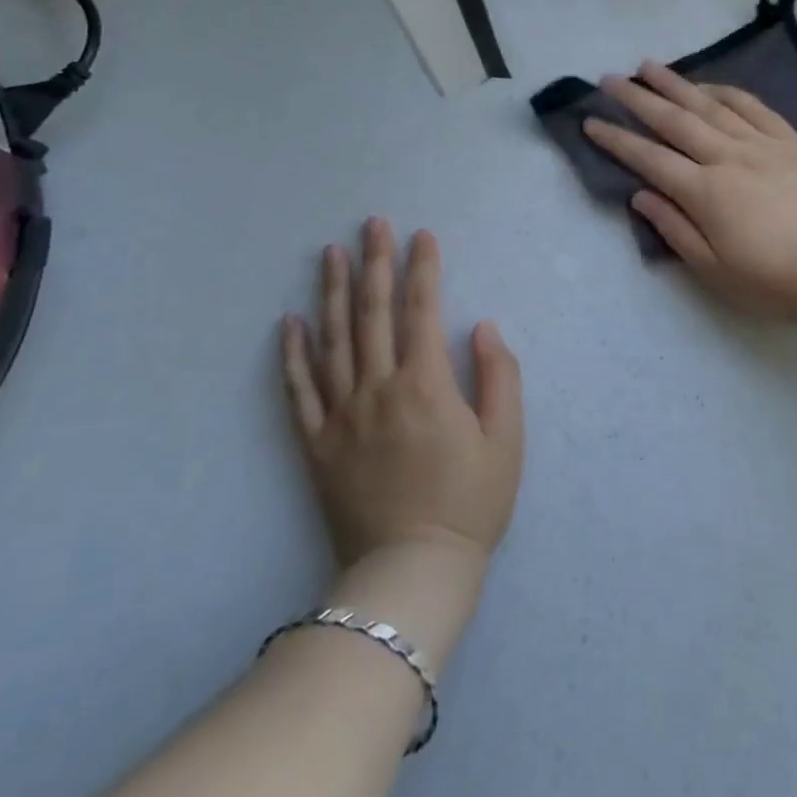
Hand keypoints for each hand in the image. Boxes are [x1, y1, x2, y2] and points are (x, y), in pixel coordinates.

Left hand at [281, 219, 523, 573]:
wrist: (410, 572)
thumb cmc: (470, 503)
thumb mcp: (507, 441)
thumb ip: (499, 376)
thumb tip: (481, 326)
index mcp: (426, 385)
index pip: (422, 310)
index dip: (424, 268)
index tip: (423, 235)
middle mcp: (378, 389)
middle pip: (374, 313)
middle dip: (376, 263)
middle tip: (373, 224)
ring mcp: (341, 415)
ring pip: (333, 340)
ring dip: (334, 292)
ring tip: (331, 253)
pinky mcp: (316, 444)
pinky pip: (298, 391)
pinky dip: (293, 354)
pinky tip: (289, 322)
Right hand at [583, 63, 796, 325]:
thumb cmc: (778, 281)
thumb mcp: (716, 271)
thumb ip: (676, 230)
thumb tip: (641, 196)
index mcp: (706, 192)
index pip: (649, 158)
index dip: (616, 140)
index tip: (590, 122)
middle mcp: (728, 157)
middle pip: (674, 121)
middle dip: (637, 98)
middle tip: (609, 79)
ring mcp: (762, 144)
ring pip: (710, 105)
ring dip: (676, 84)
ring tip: (648, 66)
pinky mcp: (791, 142)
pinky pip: (753, 107)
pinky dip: (726, 91)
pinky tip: (709, 86)